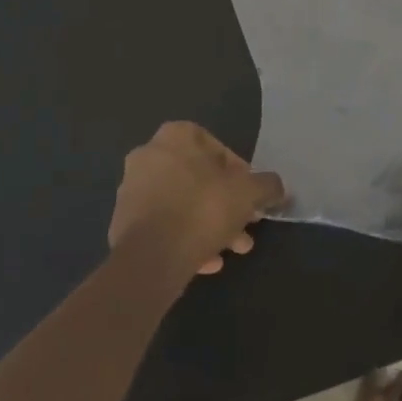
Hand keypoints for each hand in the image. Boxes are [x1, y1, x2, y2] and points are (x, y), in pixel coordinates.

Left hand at [108, 122, 286, 278]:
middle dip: (226, 203)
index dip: (238, 169)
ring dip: (210, 225)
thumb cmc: (203, 209)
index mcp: (174, 137)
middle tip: (246, 224)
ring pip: (182, 205)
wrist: (151, 257)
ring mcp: (132, 191)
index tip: (250, 192)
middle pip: (198, 178)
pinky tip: (207, 263)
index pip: (214, 144)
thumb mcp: (249, 193)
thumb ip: (267, 185)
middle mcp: (148, 157)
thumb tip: (277, 188)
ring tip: (233, 249)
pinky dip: (186, 239)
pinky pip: (165, 226)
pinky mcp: (124, 224)